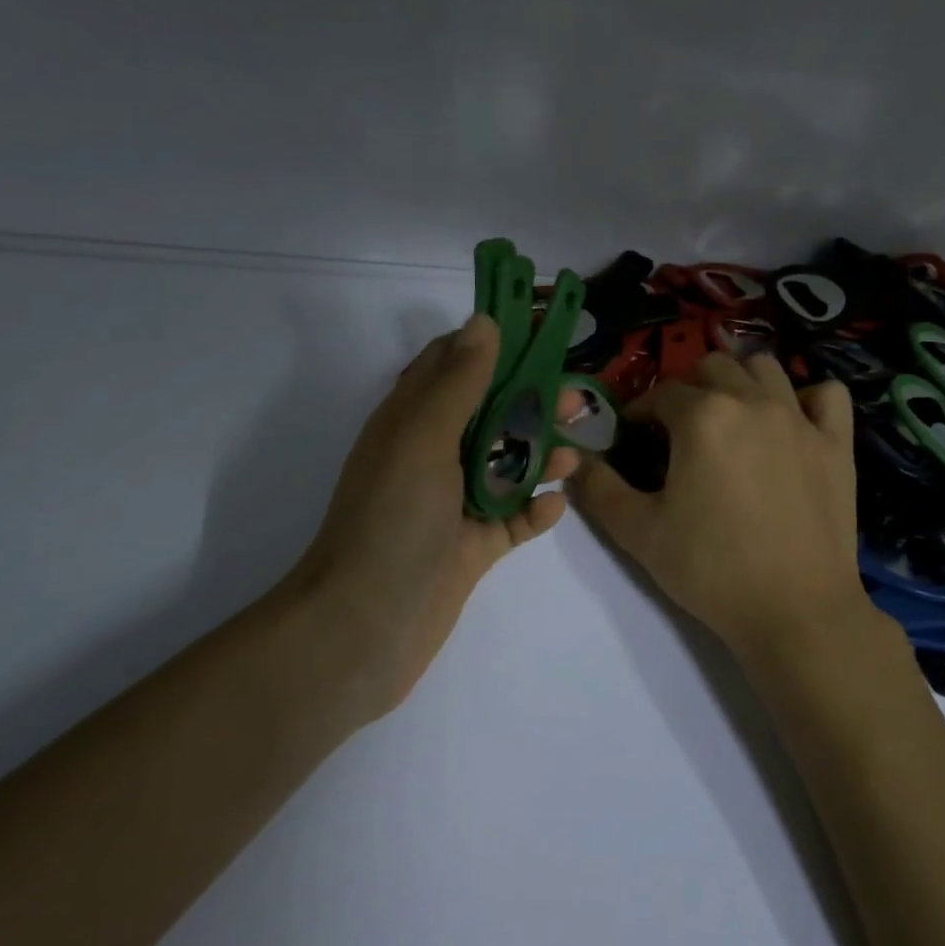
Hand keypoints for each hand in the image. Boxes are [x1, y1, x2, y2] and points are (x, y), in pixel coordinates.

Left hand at [286, 315, 577, 718]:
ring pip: (507, 464)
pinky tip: (555, 505)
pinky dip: (534, 510)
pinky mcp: (472, 547)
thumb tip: (484, 321)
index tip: (542, 335)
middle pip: (492, 413)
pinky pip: (512, 518)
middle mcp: (433, 454)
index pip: (454, 364)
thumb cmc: (393, 517)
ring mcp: (453, 503)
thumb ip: (458, 381)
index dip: (495, 345)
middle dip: (533, 402)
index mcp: (412, 419)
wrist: (366, 624)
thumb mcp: (423, 436)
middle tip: (578, 401)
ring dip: (540, 455)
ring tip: (574, 455)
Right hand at [574, 353, 871, 661]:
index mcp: (702, 417)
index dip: (640, 411)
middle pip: (713, 367)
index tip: (633, 435)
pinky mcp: (837, 444)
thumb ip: (599, 489)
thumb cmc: (711, 569)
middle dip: (688, 388)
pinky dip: (807, 398)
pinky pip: (827, 394)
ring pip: (765, 368)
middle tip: (679, 428)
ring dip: (740, 381)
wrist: (795, 612)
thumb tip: (575, 461)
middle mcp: (752, 402)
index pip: (661, 393)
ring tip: (730, 417)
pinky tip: (793, 423)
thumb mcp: (639, 533)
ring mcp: (801, 419)